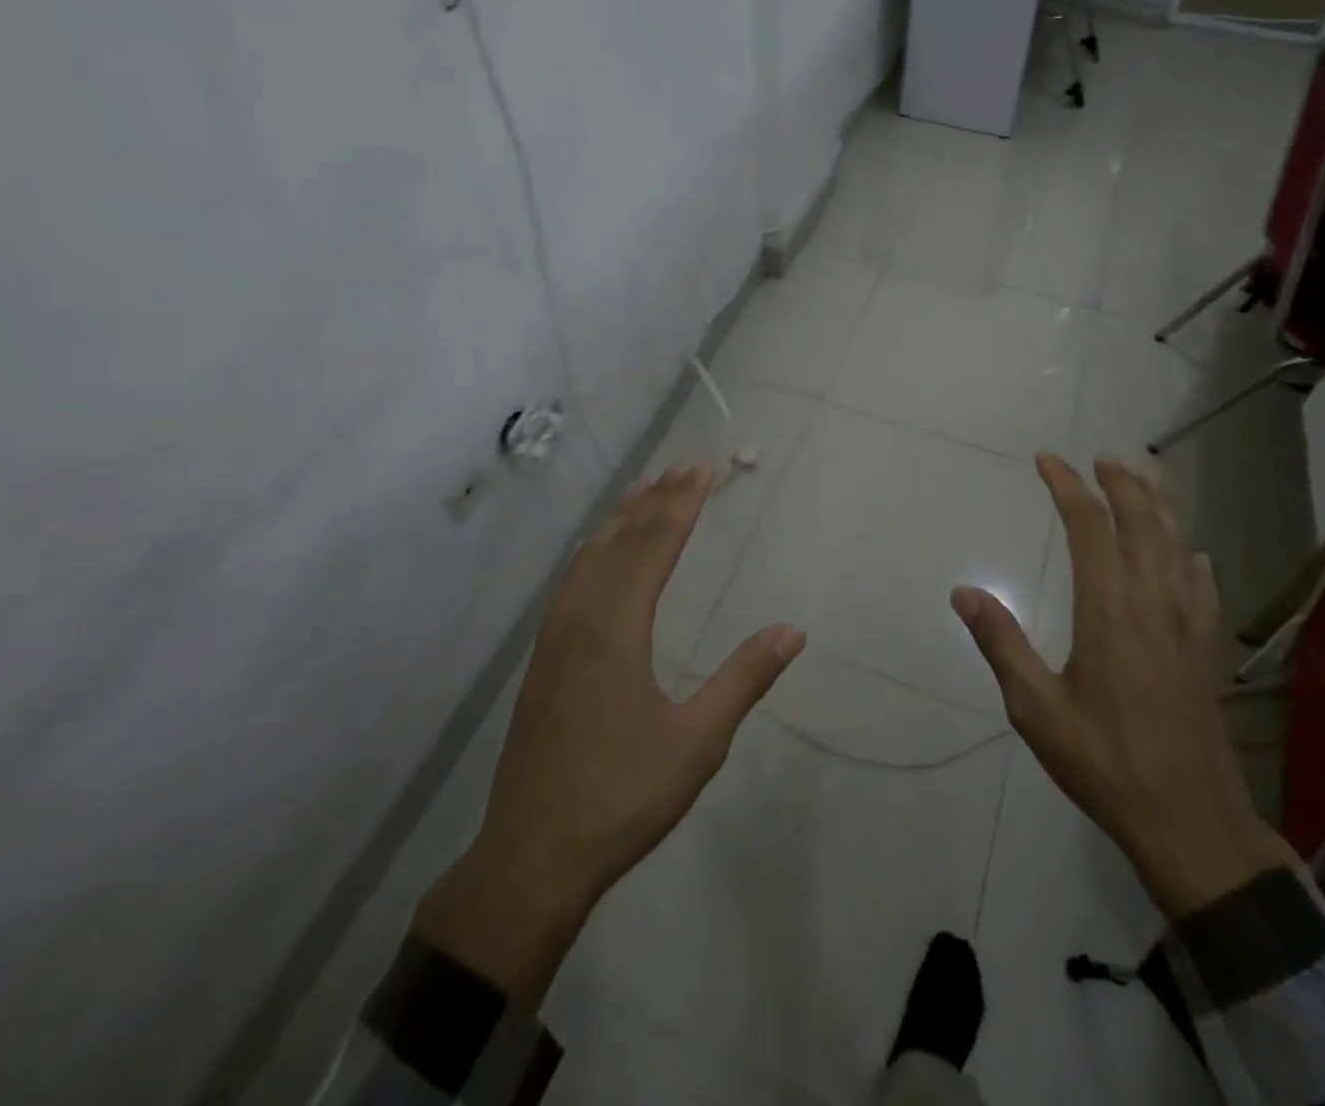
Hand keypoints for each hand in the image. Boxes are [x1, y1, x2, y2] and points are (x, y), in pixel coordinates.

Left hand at [413, 466, 806, 1003]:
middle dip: (654, 500)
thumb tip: (793, 630)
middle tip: (683, 466)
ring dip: (621, 520)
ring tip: (645, 490)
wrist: (531, 858)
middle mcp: (581, 620)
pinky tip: (600, 555)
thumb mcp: (698, 743)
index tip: (703, 469)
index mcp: (616, 631)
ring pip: (589, 558)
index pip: (653, 548)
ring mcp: (555, 639)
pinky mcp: (543, 660)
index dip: (681, 505)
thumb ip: (744, 679)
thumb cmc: (621, 798)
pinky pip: (572, 582)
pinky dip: (594, 550)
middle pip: (620, 542)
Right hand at [952, 454, 1292, 918]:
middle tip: (1100, 458)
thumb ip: (1001, 643)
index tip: (1047, 461)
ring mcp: (1186, 624)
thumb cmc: (1105, 761)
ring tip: (1144, 479)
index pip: (1090, 527)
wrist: (1190, 819)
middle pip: (1141, 522)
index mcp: (1109, 609)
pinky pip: (1201, 585)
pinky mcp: (1204, 648)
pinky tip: (1191, 554)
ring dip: (1158, 506)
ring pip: (1175, 544)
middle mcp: (1152, 602)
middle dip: (1120, 483)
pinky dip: (1190, 557)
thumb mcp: (1036, 709)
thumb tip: (964, 592)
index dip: (1068, 487)